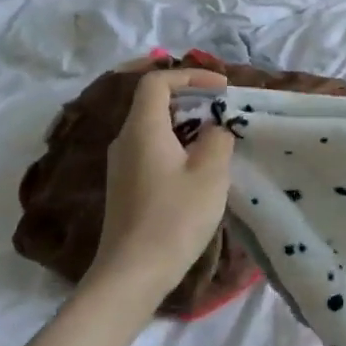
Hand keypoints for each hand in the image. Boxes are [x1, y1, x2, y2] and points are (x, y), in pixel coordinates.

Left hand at [85, 69, 235, 307]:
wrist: (134, 271)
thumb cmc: (176, 217)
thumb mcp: (211, 173)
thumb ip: (217, 140)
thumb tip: (215, 128)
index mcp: (142, 129)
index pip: (157, 81)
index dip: (190, 75)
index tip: (222, 88)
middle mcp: (125, 140)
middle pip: (152, 101)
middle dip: (190, 97)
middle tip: (223, 108)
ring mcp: (122, 163)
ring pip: (153, 126)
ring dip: (186, 122)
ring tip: (218, 134)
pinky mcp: (127, 184)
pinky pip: (152, 147)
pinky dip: (177, 142)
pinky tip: (199, 163)